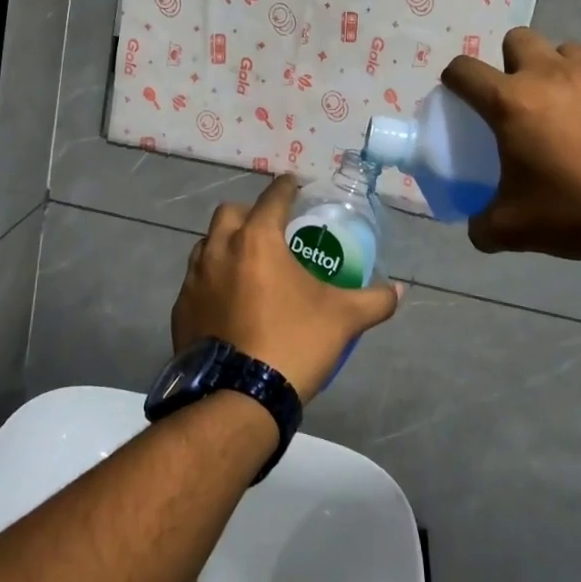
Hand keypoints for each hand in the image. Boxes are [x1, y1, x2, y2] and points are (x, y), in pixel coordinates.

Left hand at [172, 175, 402, 399]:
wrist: (239, 397)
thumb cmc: (294, 343)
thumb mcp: (343, 319)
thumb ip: (374, 300)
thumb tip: (399, 290)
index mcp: (257, 239)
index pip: (273, 197)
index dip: (287, 187)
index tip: (295, 184)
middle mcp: (219, 249)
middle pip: (231, 213)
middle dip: (250, 213)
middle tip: (270, 230)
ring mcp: (194, 279)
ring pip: (207, 244)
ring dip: (226, 244)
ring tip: (247, 264)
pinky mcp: (180, 308)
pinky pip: (195, 280)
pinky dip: (211, 280)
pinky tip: (227, 300)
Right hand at [441, 28, 580, 259]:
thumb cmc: (576, 210)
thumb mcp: (515, 229)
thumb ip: (484, 224)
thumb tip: (478, 228)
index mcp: (511, 102)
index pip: (464, 70)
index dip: (455, 78)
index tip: (460, 95)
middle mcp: (551, 74)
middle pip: (519, 39)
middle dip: (513, 61)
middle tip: (523, 98)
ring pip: (569, 51)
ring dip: (563, 71)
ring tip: (574, 108)